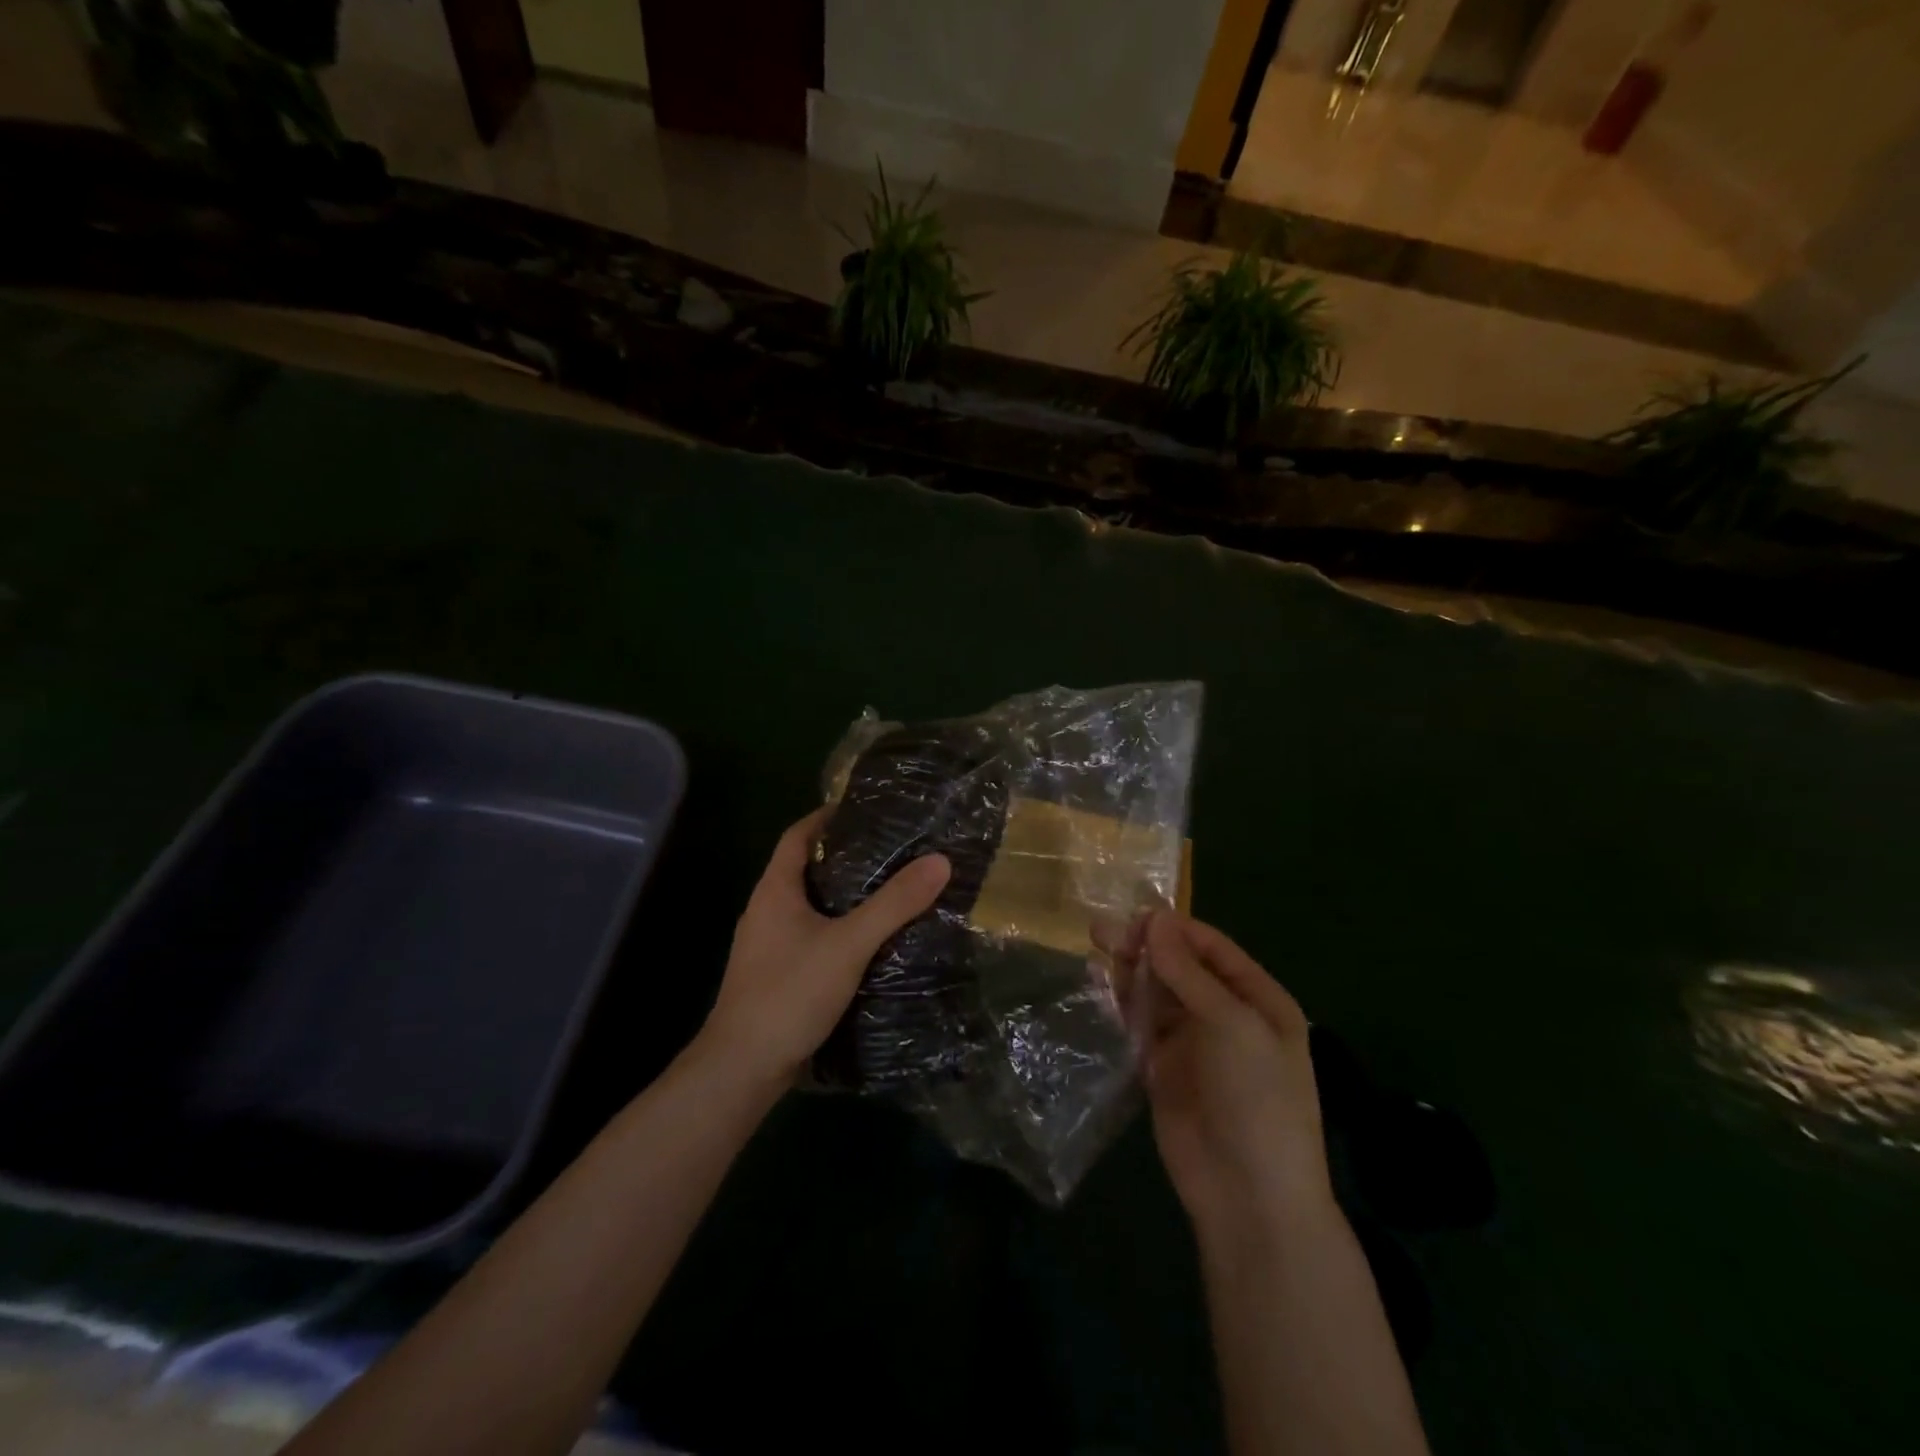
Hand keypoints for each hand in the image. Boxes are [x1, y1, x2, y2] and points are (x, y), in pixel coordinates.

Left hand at [700, 809, 950, 1084]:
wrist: (743, 1068)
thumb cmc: (790, 992)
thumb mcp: (849, 943)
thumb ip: (894, 903)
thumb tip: (940, 861)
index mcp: (775, 890)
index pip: (798, 835)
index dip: (827, 816)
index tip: (867, 809)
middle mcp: (766, 910)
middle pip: (805, 867)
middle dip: (845, 856)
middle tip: (892, 849)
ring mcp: (768, 945)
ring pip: (810, 905)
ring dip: (844, 895)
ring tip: (890, 889)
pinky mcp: (777, 974)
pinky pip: (811, 935)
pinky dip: (839, 928)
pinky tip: (870, 940)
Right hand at [1118, 911, 1332, 1236]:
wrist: (1250, 1196)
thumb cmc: (1256, 1098)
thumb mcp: (1231, 1025)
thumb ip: (1188, 972)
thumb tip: (1154, 919)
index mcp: (1258, 999)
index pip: (1211, 948)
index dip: (1173, 929)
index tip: (1133, 917)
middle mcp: (1226, 1015)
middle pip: (1180, 967)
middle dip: (1146, 947)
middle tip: (1103, 933)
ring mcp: (1193, 1044)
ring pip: (1157, 993)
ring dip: (1131, 971)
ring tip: (1098, 949)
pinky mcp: (1163, 1069)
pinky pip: (1140, 1025)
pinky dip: (1122, 1004)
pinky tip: (1100, 986)